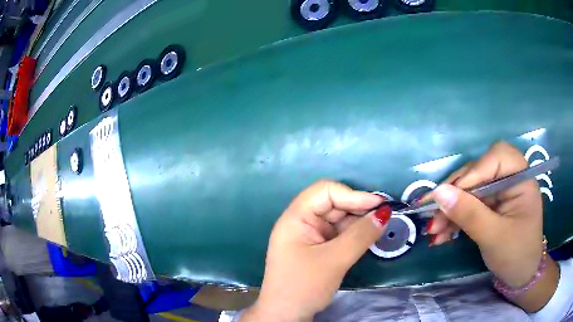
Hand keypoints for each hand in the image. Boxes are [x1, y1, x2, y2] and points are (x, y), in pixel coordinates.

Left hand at [241, 181, 388, 320]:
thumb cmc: (304, 286)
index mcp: (295, 218)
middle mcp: (301, 222)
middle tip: (384, 215)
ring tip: (379, 226)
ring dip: (358, 221)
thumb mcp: (334, 260)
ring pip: (338, 219)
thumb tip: (385, 212)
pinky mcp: (316, 249)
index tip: (378, 204)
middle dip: (358, 208)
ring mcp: (309, 236)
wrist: (286, 315)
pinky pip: (338, 234)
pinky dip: (353, 234)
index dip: (353, 194)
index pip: (325, 192)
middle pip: (332, 204)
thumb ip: (361, 235)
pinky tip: (368, 236)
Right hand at [427, 141, 557, 310]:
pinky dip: (455, 218)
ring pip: (470, 189)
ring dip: (451, 208)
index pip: (497, 157)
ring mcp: (500, 192)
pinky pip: (470, 204)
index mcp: (521, 178)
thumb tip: (438, 193)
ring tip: (434, 230)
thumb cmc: (516, 256)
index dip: (474, 172)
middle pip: (479, 172)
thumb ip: (469, 214)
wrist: (521, 276)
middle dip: (456, 193)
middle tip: (434, 213)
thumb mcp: (494, 237)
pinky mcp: (491, 206)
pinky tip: (442, 234)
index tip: (450, 195)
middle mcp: (510, 178)